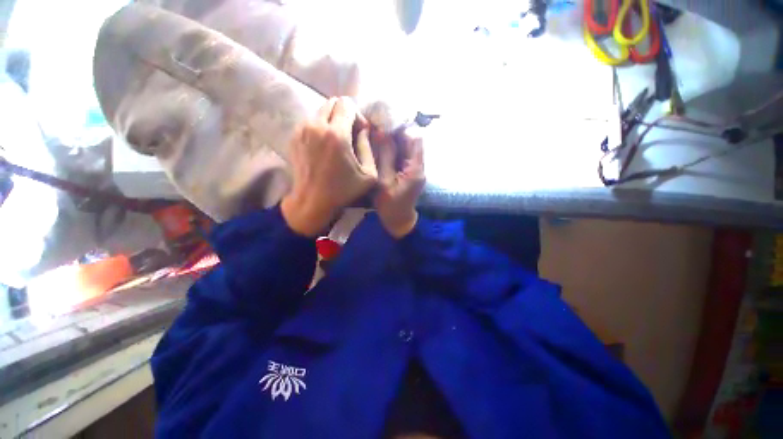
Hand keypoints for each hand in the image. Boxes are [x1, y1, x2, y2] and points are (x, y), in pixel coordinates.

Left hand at [282, 97, 376, 236]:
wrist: (312, 201)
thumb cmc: (343, 190)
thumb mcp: (369, 175)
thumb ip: (369, 148)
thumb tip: (363, 131)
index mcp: (336, 134)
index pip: (347, 104)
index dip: (358, 115)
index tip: (361, 132)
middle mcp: (316, 126)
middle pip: (333, 102)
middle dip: (345, 114)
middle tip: (350, 134)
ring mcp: (302, 130)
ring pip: (321, 111)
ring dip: (332, 121)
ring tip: (337, 141)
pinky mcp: (294, 137)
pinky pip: (311, 122)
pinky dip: (321, 128)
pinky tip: (325, 147)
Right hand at [373, 129, 424, 237]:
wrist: (398, 221)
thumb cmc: (390, 205)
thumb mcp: (384, 181)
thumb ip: (384, 156)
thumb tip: (381, 133)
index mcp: (415, 168)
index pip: (415, 139)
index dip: (401, 128)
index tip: (384, 124)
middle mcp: (419, 166)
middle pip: (412, 141)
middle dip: (396, 133)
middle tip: (378, 128)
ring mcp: (415, 169)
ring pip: (407, 147)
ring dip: (394, 140)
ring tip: (378, 136)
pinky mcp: (409, 172)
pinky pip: (403, 155)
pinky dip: (393, 149)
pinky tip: (381, 148)